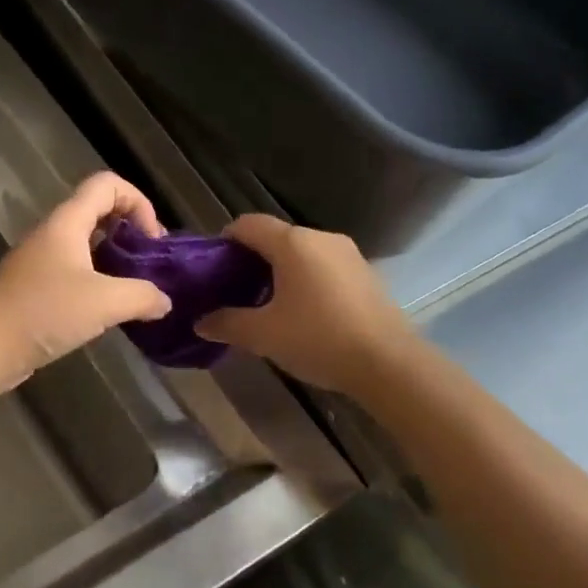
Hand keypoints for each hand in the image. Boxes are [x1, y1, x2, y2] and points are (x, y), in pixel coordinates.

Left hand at [0, 173, 171, 394]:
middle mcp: (52, 235)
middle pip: (98, 214)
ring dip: (115, 263)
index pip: (107, 185)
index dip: (138, 202)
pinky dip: (97, 285)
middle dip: (130, 233)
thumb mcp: (104, 303)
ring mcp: (41, 263)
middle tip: (150, 266)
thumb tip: (164, 301)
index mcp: (67, 223)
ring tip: (136, 292)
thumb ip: (142, 296)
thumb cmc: (44, 312)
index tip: (153, 240)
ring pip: (86, 248)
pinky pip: (74, 276)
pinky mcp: (35, 291)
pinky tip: (109, 313)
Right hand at [195, 215, 414, 394]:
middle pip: (276, 238)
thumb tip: (200, 323)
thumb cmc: (318, 339)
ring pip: (302, 254)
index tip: (213, 269)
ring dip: (280, 273)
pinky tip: (302, 314)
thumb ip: (227, 324)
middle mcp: (321, 238)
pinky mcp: (365, 275)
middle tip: (235, 293)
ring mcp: (348, 255)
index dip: (225, 241)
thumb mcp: (263, 335)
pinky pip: (324, 269)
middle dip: (252, 261)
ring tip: (266, 307)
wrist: (387, 362)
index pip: (248, 225)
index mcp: (293, 243)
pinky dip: (306, 282)